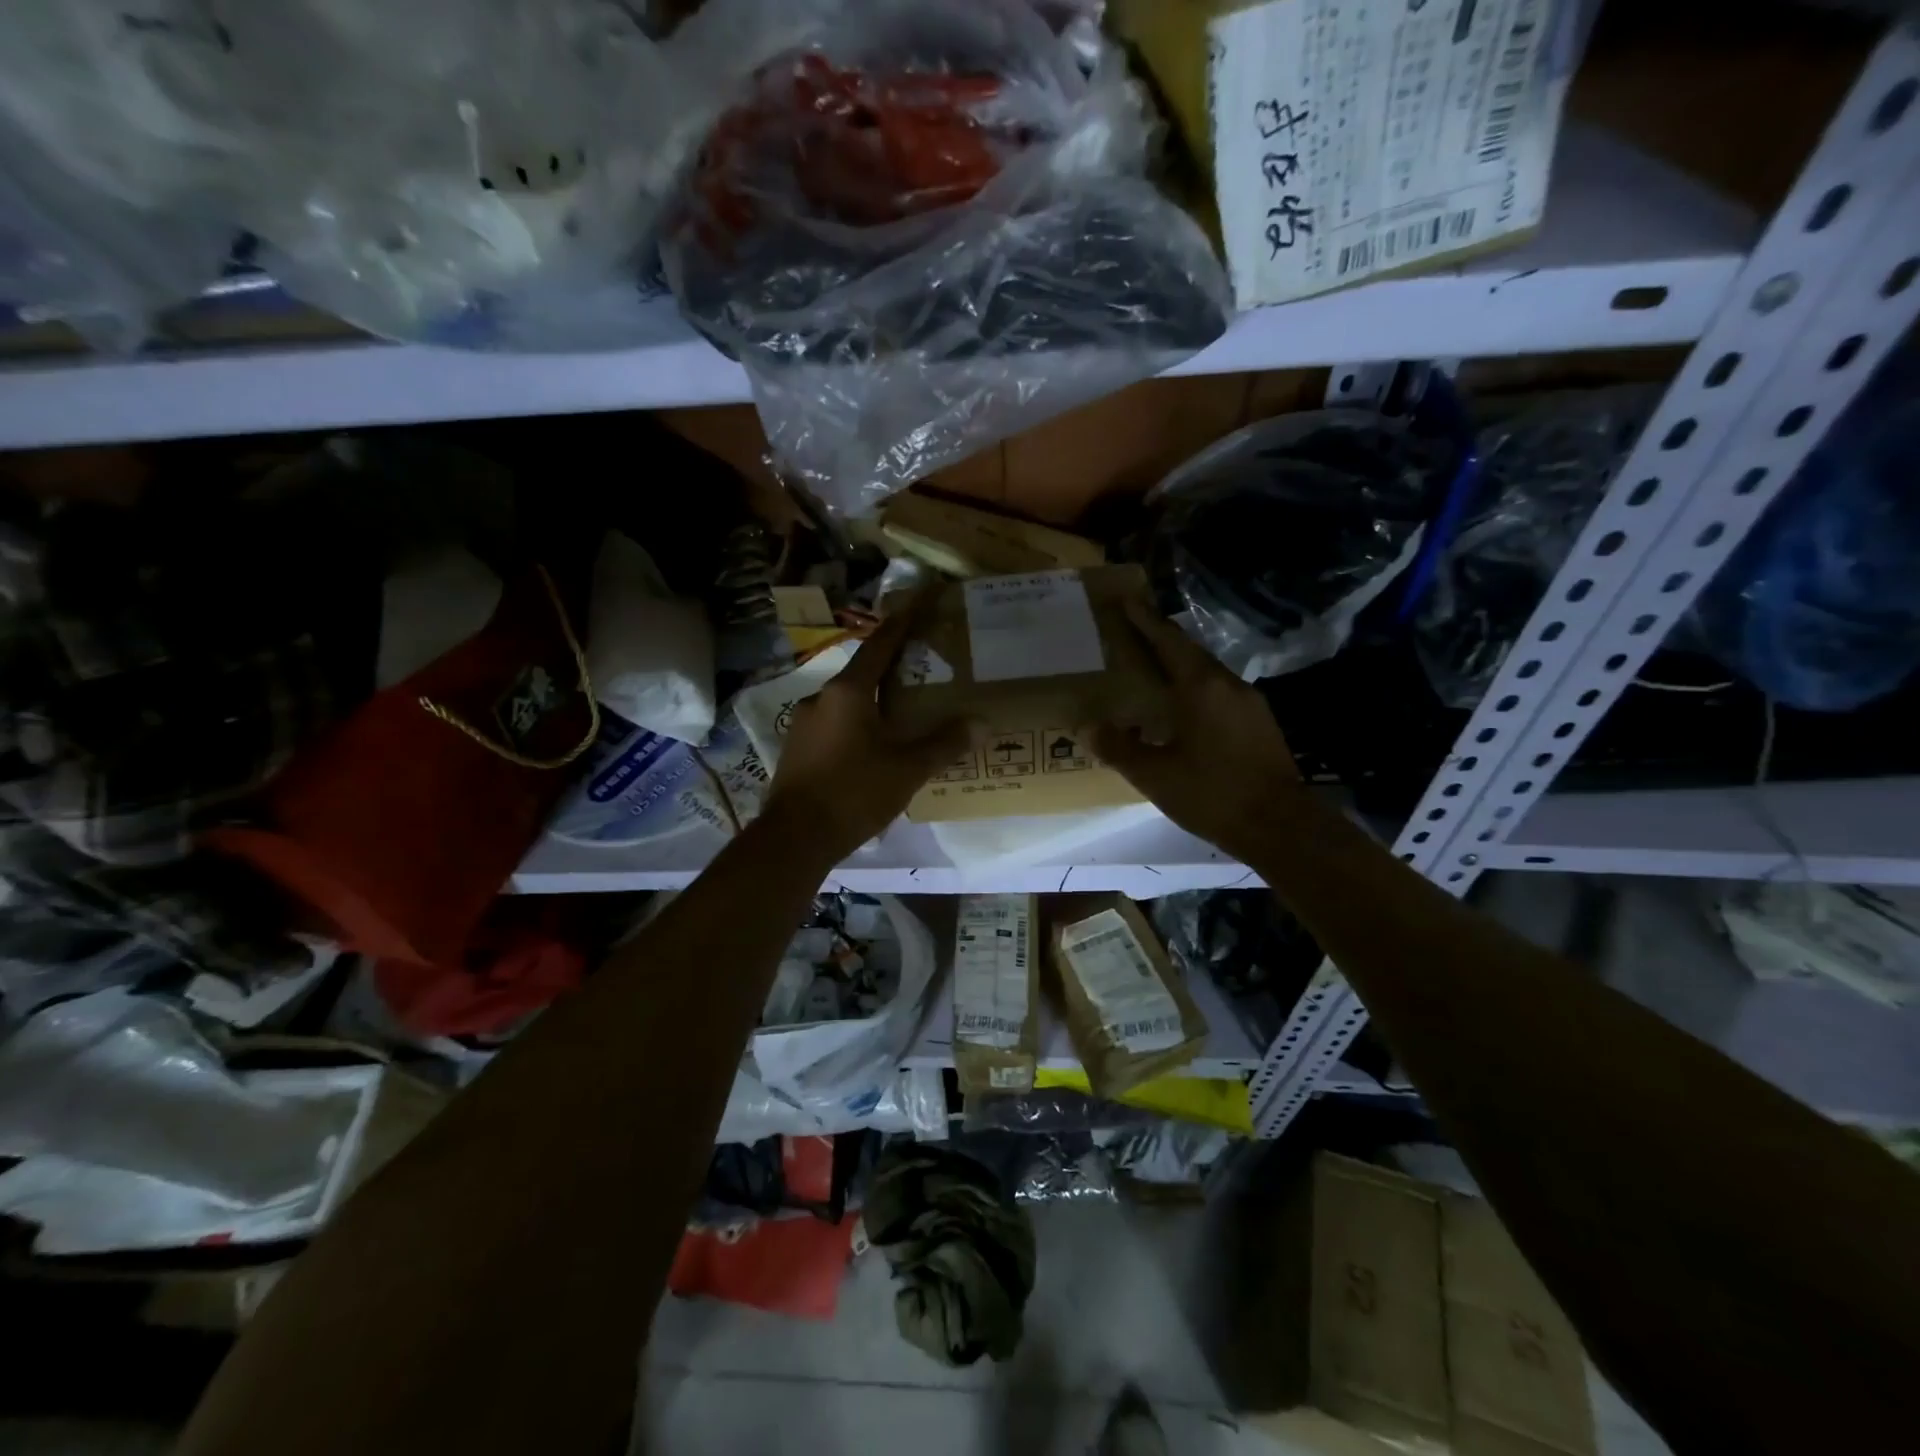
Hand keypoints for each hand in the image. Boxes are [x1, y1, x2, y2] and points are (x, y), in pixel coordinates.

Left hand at [761, 596, 969, 862]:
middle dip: (891, 669)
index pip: (880, 646)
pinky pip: (833, 726)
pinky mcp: (796, 749)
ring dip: (872, 702)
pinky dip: (856, 726)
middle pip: (862, 673)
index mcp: (848, 692)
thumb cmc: (854, 793)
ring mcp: (803, 724)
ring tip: (900, 715)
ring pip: (846, 703)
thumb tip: (982, 724)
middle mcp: (820, 698)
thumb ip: (944, 743)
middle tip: (920, 670)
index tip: (919, 601)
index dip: (902, 623)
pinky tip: (871, 748)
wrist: (794, 837)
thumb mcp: (908, 769)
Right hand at [1095, 598, 1306, 864]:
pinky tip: (1184, 708)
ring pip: (1208, 673)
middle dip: (1162, 639)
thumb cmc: (1211, 793)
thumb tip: (1088, 727)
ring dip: (1181, 665)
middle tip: (1134, 632)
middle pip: (1190, 652)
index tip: (1128, 601)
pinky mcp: (1260, 723)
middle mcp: (1228, 684)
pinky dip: (1197, 689)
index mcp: (1200, 687)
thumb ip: (1119, 747)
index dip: (1145, 621)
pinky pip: (1221, 693)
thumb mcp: (1155, 775)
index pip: (1168, 641)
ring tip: (1155, 670)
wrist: (1278, 825)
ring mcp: (1249, 703)